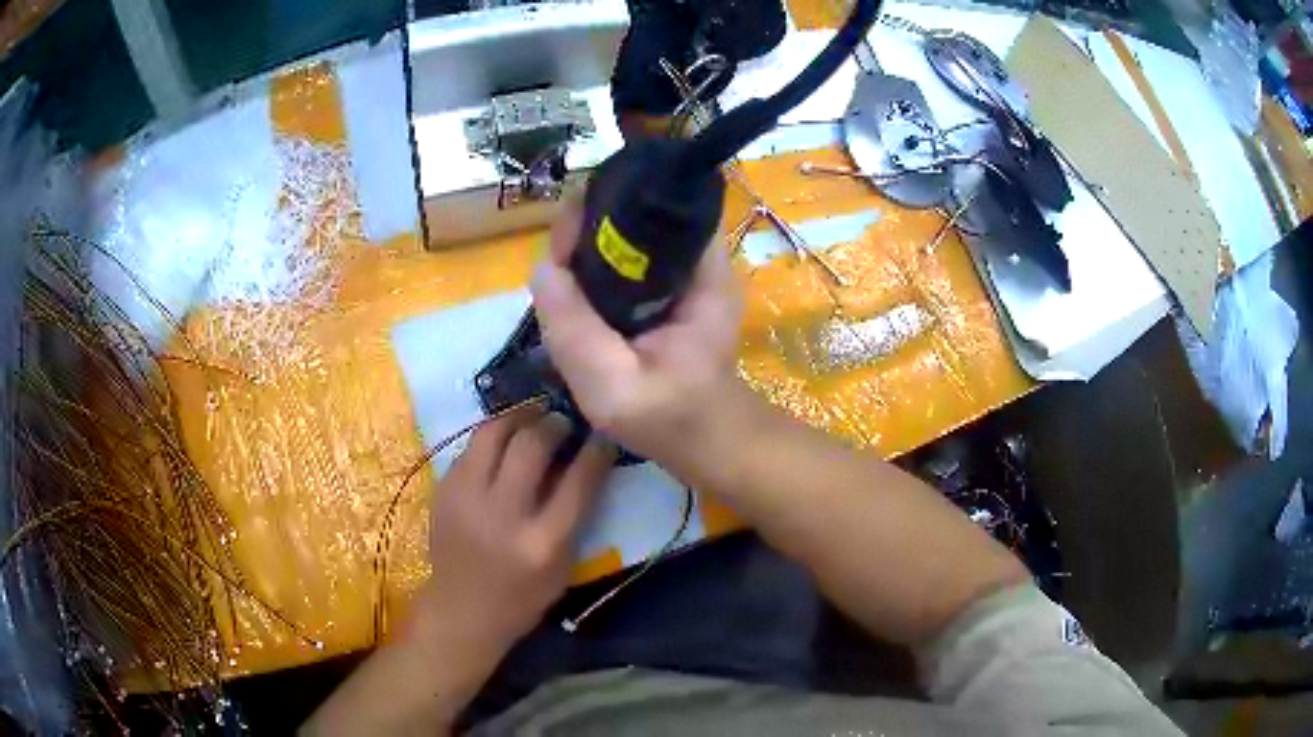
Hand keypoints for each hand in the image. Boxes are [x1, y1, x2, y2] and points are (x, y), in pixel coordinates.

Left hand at [304, 410, 612, 735]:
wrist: (462, 610)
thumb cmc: (522, 596)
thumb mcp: (562, 566)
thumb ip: (573, 515)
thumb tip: (580, 461)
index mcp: (543, 543)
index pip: (578, 482)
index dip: (595, 451)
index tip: (602, 436)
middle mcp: (503, 515)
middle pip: (531, 446)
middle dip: (554, 424)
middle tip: (563, 420)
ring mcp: (466, 499)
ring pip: (493, 433)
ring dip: (519, 417)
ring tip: (533, 416)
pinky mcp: (444, 490)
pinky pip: (470, 447)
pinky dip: (493, 437)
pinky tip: (504, 440)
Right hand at [530, 202, 742, 474]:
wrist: (709, 443)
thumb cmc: (671, 419)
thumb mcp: (613, 385)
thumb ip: (576, 330)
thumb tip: (542, 267)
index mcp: (700, 272)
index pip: (653, 209)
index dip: (604, 212)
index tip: (566, 242)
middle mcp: (695, 262)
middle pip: (633, 220)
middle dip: (587, 234)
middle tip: (555, 271)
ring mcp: (681, 277)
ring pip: (625, 243)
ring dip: (587, 256)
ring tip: (558, 286)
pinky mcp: (667, 294)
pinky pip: (625, 269)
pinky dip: (596, 277)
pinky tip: (575, 301)